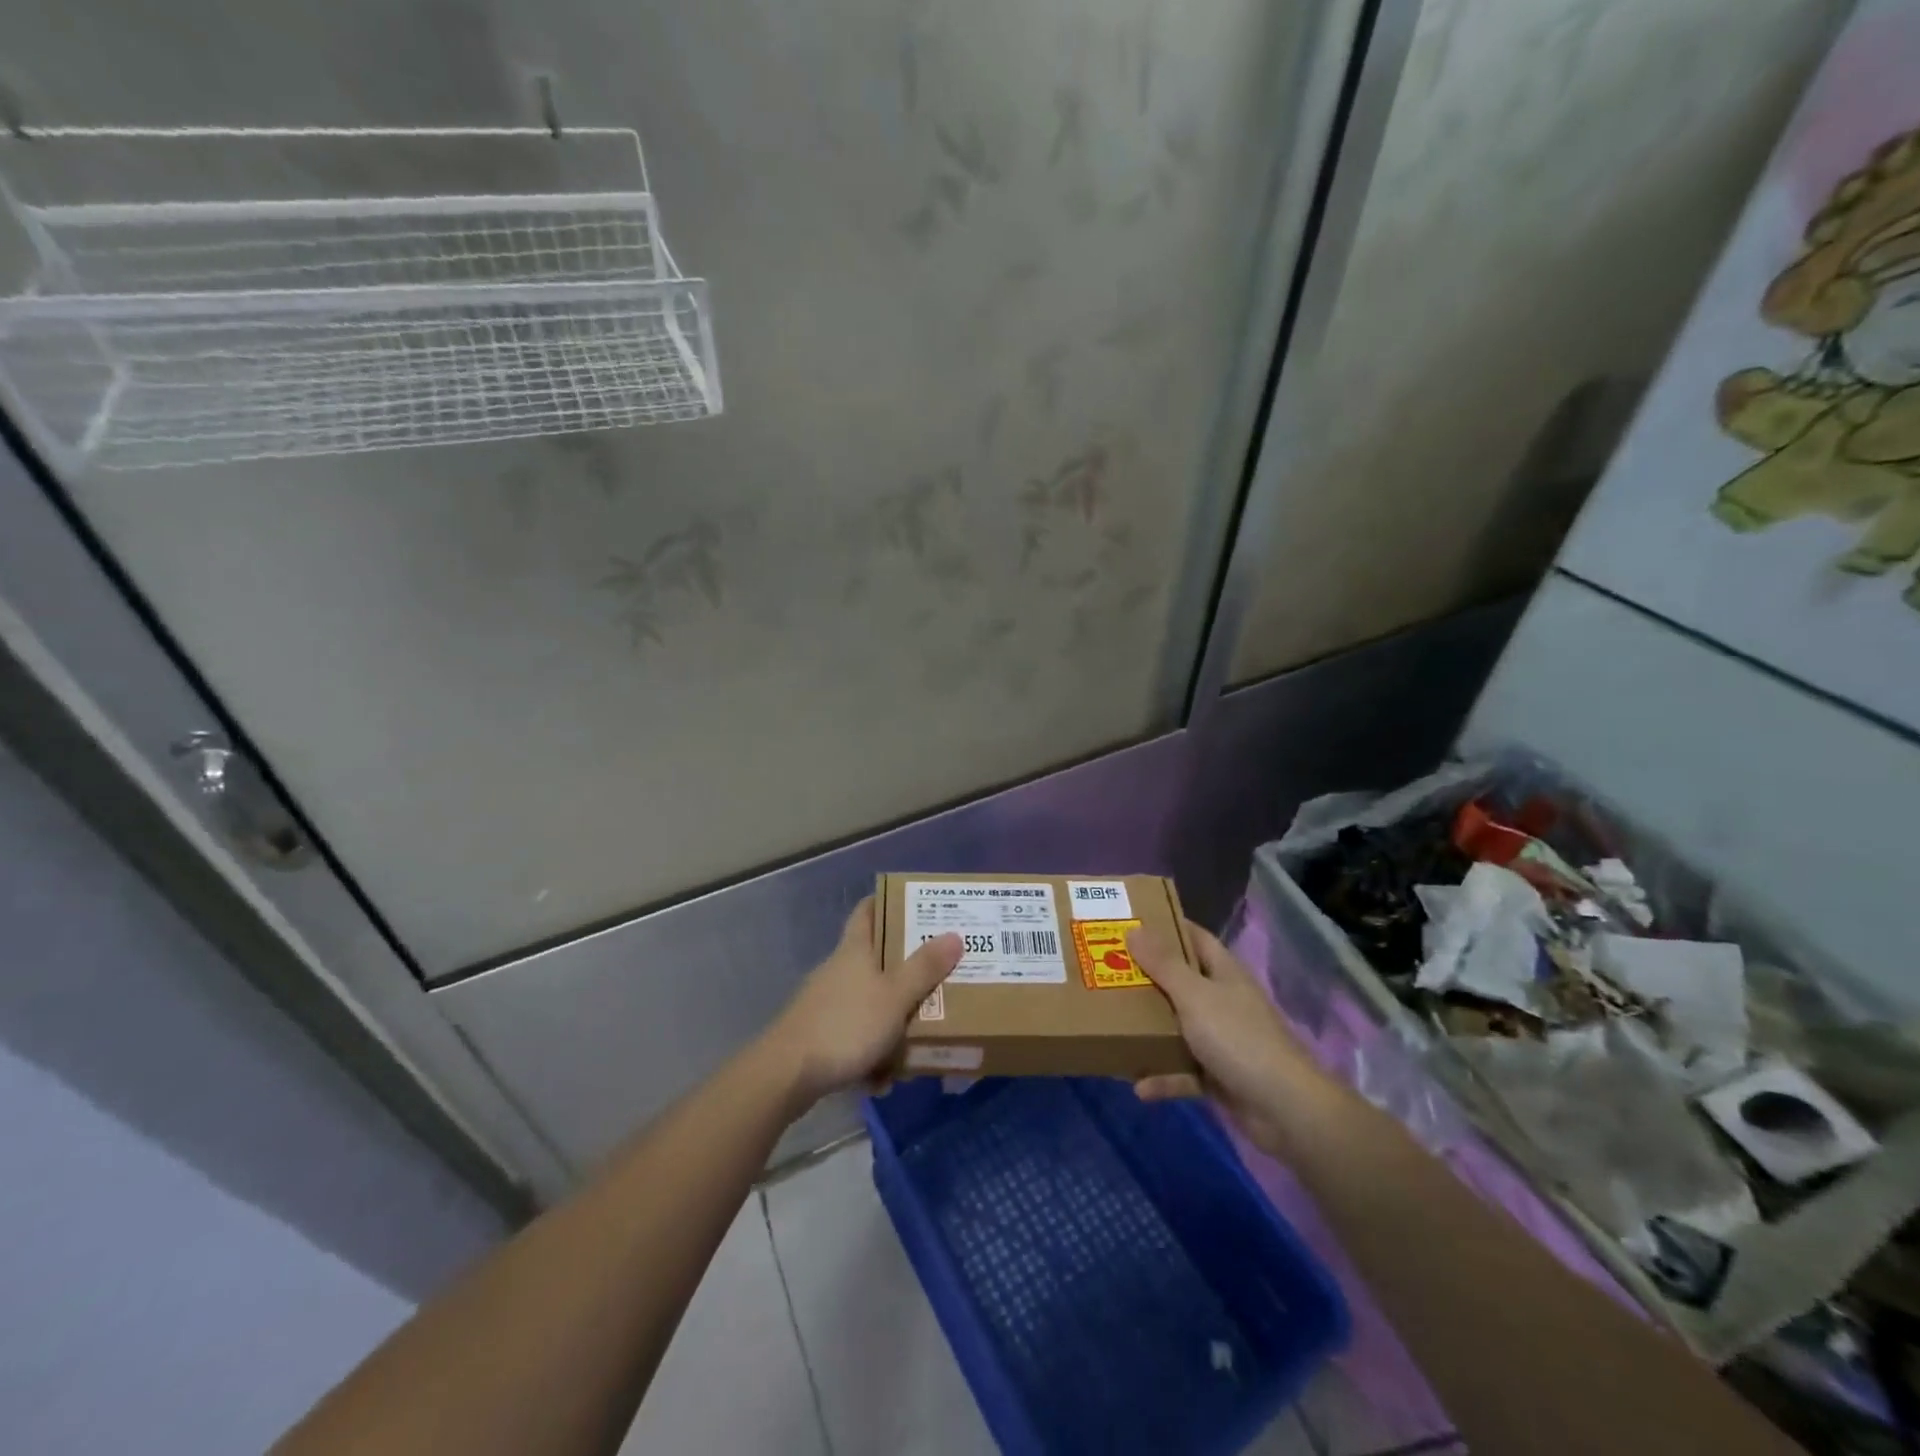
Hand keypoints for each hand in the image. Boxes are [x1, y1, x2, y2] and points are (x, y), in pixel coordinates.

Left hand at [767, 897, 961, 1104]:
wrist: (787, 1074)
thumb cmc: (846, 1025)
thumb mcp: (895, 996)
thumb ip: (924, 968)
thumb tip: (954, 934)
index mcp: (854, 950)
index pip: (867, 911)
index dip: (887, 902)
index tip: (915, 904)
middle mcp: (838, 970)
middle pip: (874, 958)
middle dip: (904, 968)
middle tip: (937, 972)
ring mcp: (826, 1003)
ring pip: (868, 1001)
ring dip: (891, 1019)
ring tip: (919, 1038)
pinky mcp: (818, 1035)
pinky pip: (855, 1035)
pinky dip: (871, 1052)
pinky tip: (883, 1078)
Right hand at [1127, 921, 1331, 1156]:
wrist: (1284, 1108)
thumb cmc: (1238, 1038)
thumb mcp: (1195, 996)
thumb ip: (1164, 964)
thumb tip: (1135, 929)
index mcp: (1223, 973)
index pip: (1193, 937)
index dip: (1165, 927)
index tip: (1129, 923)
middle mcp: (1222, 1001)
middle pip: (1180, 981)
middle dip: (1146, 979)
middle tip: (1107, 972)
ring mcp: (1222, 1039)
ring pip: (1178, 1027)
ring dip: (1150, 1031)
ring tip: (1113, 1027)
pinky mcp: (1219, 1076)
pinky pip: (1183, 1071)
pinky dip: (1164, 1077)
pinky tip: (1139, 1086)